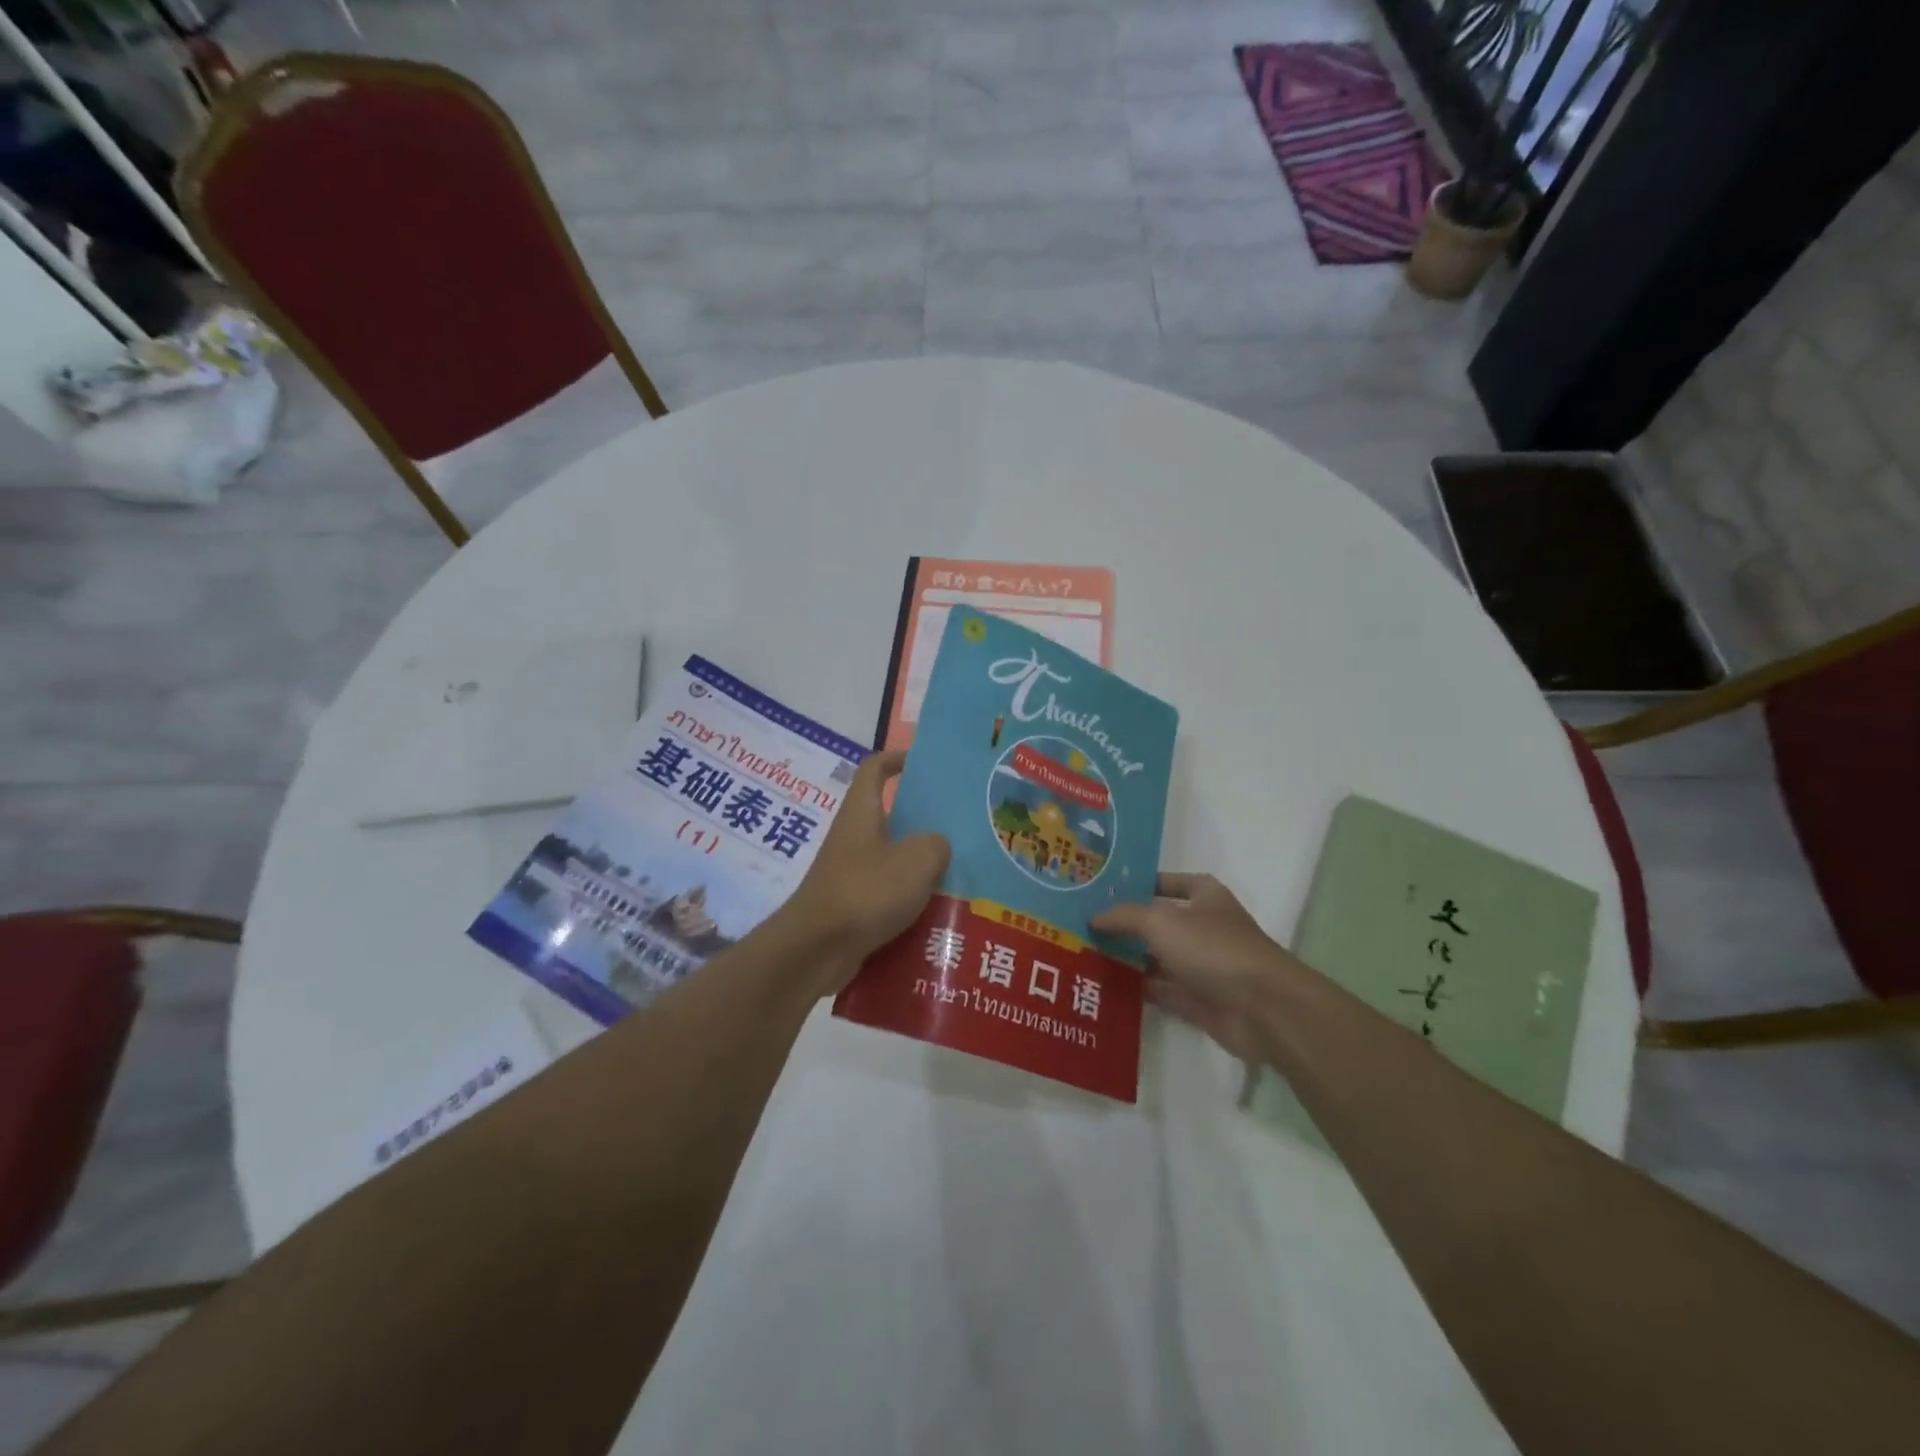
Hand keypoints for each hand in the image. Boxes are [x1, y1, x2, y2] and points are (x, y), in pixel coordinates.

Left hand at [777, 750, 949, 995]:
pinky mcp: (851, 906)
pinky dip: (909, 901)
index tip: (925, 765)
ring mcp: (850, 872)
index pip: (875, 768)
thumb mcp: (917, 860)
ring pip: (892, 859)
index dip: (897, 759)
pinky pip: (887, 895)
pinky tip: (937, 914)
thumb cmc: (866, 891)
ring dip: (920, 866)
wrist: (816, 949)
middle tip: (960, 828)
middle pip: (889, 816)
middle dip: (922, 820)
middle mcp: (853, 837)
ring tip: (959, 875)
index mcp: (862, 812)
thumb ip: (936, 845)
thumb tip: (937, 846)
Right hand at [1092, 873, 1299, 1063]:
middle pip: (1157, 922)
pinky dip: (1136, 989)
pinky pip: (1160, 990)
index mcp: (1204, 896)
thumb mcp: (1160, 921)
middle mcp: (1203, 927)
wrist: (1262, 1008)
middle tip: (1082, 925)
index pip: (1166, 882)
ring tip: (1083, 955)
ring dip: (1127, 959)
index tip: (1102, 890)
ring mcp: (1202, 965)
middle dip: (1124, 925)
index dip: (1138, 884)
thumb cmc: (1213, 948)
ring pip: (1156, 958)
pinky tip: (1103, 986)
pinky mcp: (1198, 1000)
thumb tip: (1094, 918)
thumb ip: (1124, 916)